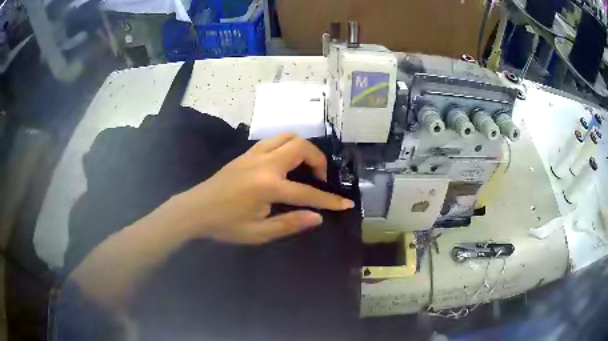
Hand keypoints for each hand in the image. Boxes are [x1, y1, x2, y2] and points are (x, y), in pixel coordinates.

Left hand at [171, 133, 353, 243]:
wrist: (195, 209)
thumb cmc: (225, 224)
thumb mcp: (258, 232)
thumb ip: (289, 223)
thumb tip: (317, 217)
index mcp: (268, 186)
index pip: (307, 192)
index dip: (329, 200)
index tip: (346, 203)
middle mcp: (264, 164)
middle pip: (301, 147)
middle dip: (318, 160)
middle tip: (320, 179)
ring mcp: (254, 154)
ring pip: (287, 137)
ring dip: (302, 149)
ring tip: (305, 167)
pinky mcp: (246, 153)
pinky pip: (272, 140)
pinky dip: (286, 146)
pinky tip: (284, 163)